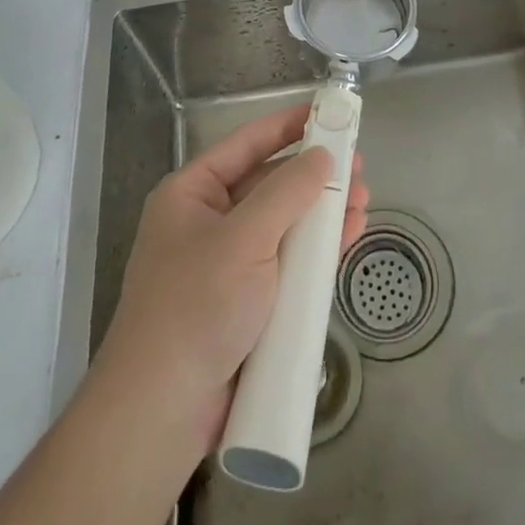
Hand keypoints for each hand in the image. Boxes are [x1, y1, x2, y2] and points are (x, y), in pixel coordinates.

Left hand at [93, 104, 369, 453]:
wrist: (161, 412)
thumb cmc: (196, 306)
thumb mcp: (243, 239)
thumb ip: (287, 192)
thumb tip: (323, 154)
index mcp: (192, 194)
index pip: (247, 144)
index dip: (287, 125)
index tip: (327, 111)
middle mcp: (209, 222)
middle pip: (270, 184)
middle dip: (315, 176)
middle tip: (358, 167)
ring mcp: (229, 264)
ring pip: (284, 224)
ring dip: (323, 212)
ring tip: (363, 201)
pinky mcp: (247, 302)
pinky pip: (287, 262)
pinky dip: (317, 250)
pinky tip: (348, 237)